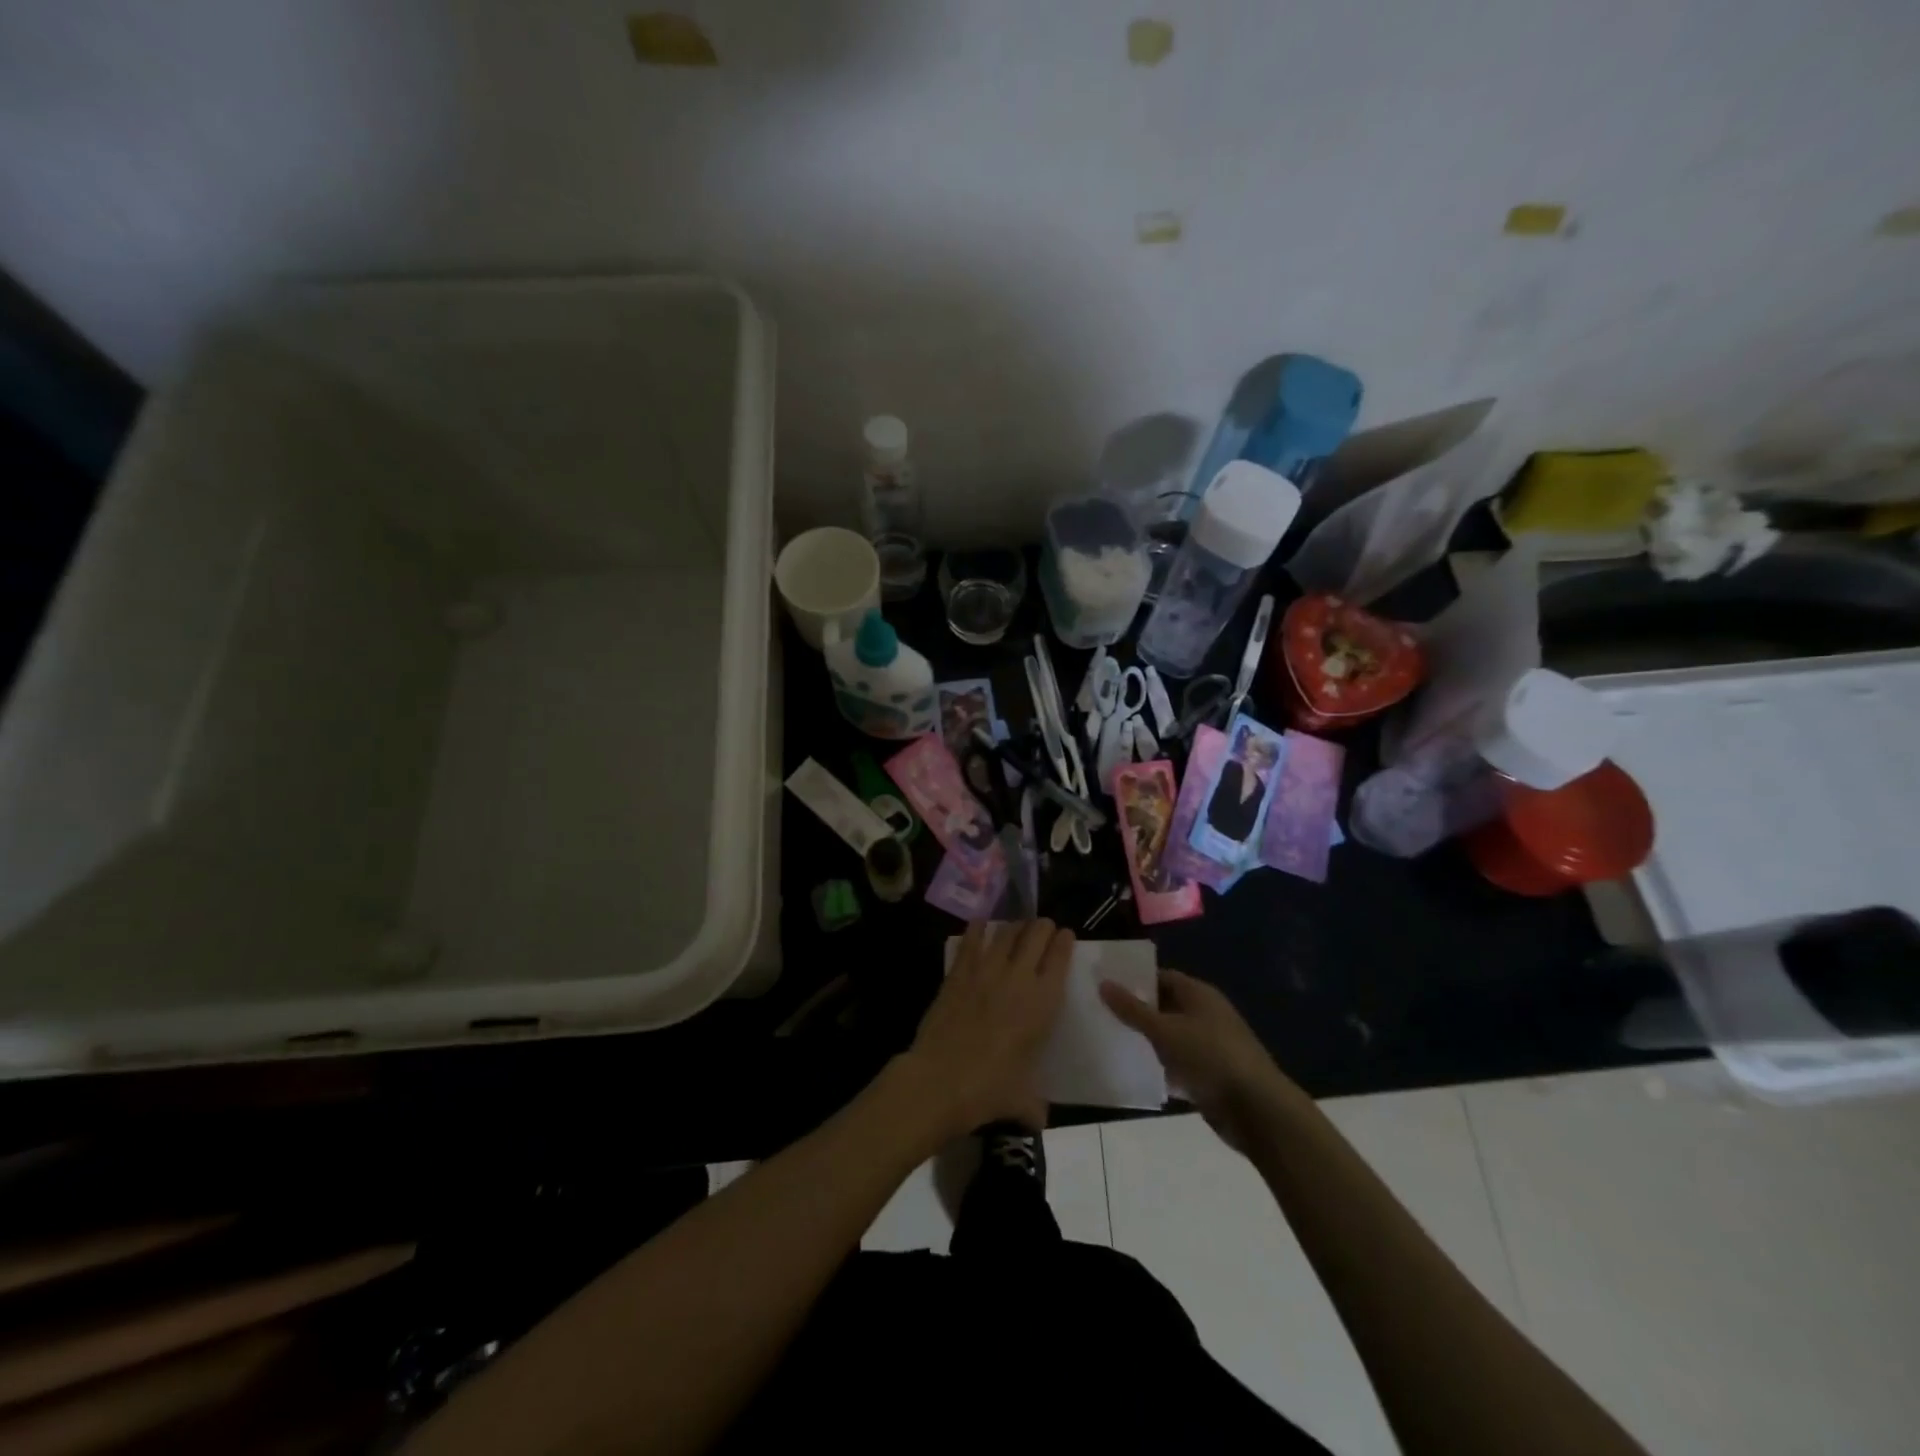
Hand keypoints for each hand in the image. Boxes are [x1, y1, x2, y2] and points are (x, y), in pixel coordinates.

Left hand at [897, 919, 1073, 1138]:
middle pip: (1035, 935)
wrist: (940, 1081)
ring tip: (1017, 926)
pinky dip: (978, 928)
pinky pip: (971, 941)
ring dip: (1014, 926)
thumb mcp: (1021, 1100)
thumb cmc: (988, 1090)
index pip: (1060, 958)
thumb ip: (1034, 1105)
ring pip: (1006, 933)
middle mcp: (1018, 978)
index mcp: (1042, 1003)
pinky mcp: (958, 972)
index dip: (1064, 942)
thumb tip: (1038, 1120)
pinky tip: (980, 924)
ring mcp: (986, 971)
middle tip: (1042, 927)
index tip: (1065, 935)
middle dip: (1041, 927)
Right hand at [1099, 969, 1295, 1154]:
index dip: (1135, 980)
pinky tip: (1137, 1072)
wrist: (1257, 1110)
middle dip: (1138, 1011)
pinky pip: (1180, 1064)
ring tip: (1112, 1041)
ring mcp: (1211, 1046)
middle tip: (1102, 1013)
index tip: (1106, 986)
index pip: (1162, 977)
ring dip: (1148, 1041)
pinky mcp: (1211, 1075)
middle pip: (1166, 1006)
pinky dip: (1162, 1067)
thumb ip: (1132, 1009)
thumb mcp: (1165, 1031)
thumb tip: (1103, 983)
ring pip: (1172, 1037)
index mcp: (1199, 994)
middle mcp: (1206, 1015)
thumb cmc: (1209, 1058)